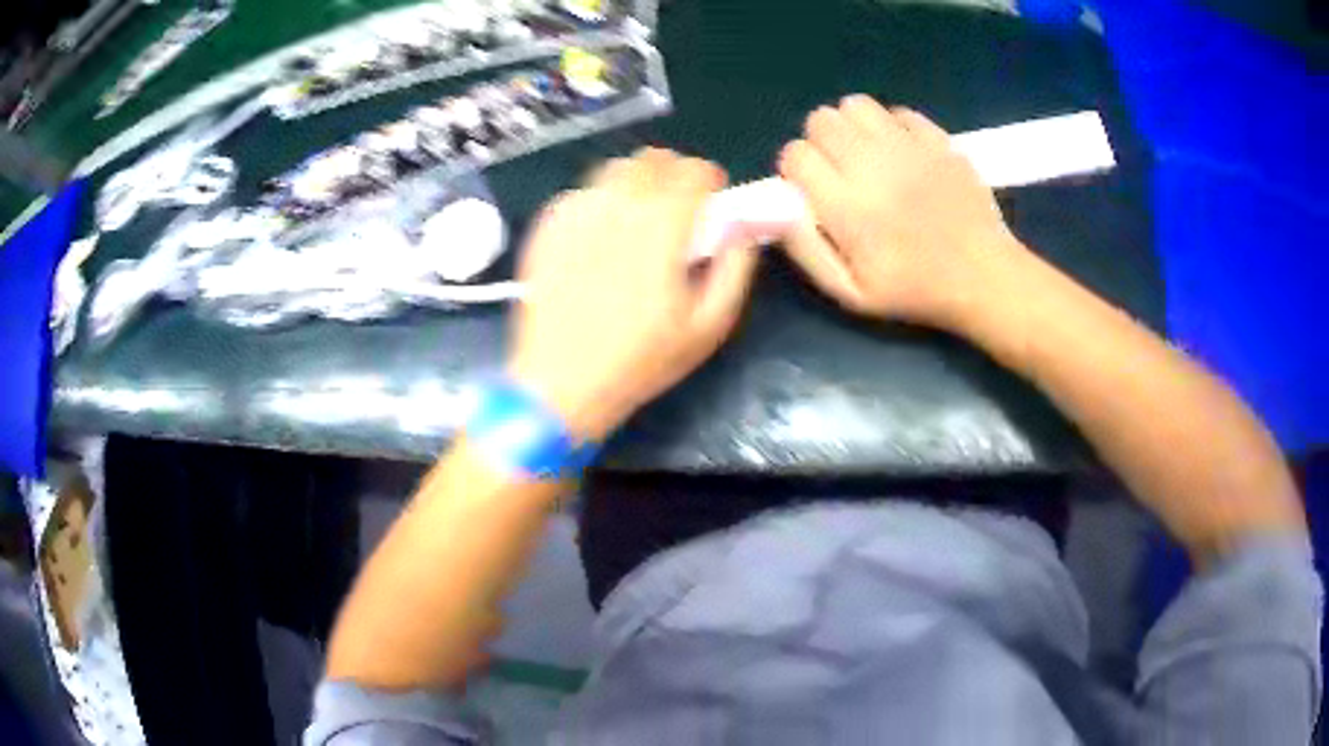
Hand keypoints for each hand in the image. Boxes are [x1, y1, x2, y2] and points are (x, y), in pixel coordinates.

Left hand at [509, 148, 758, 440]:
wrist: (560, 384)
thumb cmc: (641, 360)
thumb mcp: (709, 325)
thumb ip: (736, 265)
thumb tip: (747, 223)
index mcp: (662, 225)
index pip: (694, 170)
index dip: (710, 182)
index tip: (711, 206)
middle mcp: (617, 206)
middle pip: (654, 159)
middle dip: (674, 177)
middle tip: (676, 213)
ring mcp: (576, 213)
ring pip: (615, 169)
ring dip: (636, 184)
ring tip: (637, 222)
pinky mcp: (547, 227)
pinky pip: (583, 193)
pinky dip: (601, 203)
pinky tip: (600, 239)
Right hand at [777, 95, 1024, 329]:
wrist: (983, 276)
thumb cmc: (915, 291)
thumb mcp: (851, 294)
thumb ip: (807, 251)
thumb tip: (778, 212)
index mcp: (847, 206)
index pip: (795, 154)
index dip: (796, 169)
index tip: (811, 188)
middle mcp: (872, 165)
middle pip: (821, 120)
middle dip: (820, 142)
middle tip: (839, 170)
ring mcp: (909, 147)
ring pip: (856, 105)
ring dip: (851, 125)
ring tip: (866, 154)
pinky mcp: (938, 139)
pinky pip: (899, 112)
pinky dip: (891, 127)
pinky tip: (901, 153)